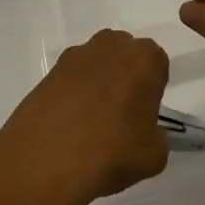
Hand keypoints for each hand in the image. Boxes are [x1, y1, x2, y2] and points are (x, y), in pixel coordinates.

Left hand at [0, 30, 170, 204]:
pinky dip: (72, 95)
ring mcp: (77, 55)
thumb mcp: (154, 155)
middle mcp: (112, 45)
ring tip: (90, 124)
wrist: (47, 159)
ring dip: (97, 84)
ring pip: (96, 65)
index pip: (157, 66)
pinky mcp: (50, 70)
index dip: (152, 90)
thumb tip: (145, 132)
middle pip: (125, 57)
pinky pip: (71, 79)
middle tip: (120, 116)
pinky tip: (68, 126)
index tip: (144, 115)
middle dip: (125, 78)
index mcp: (145, 58)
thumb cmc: (112, 151)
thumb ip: (157, 136)